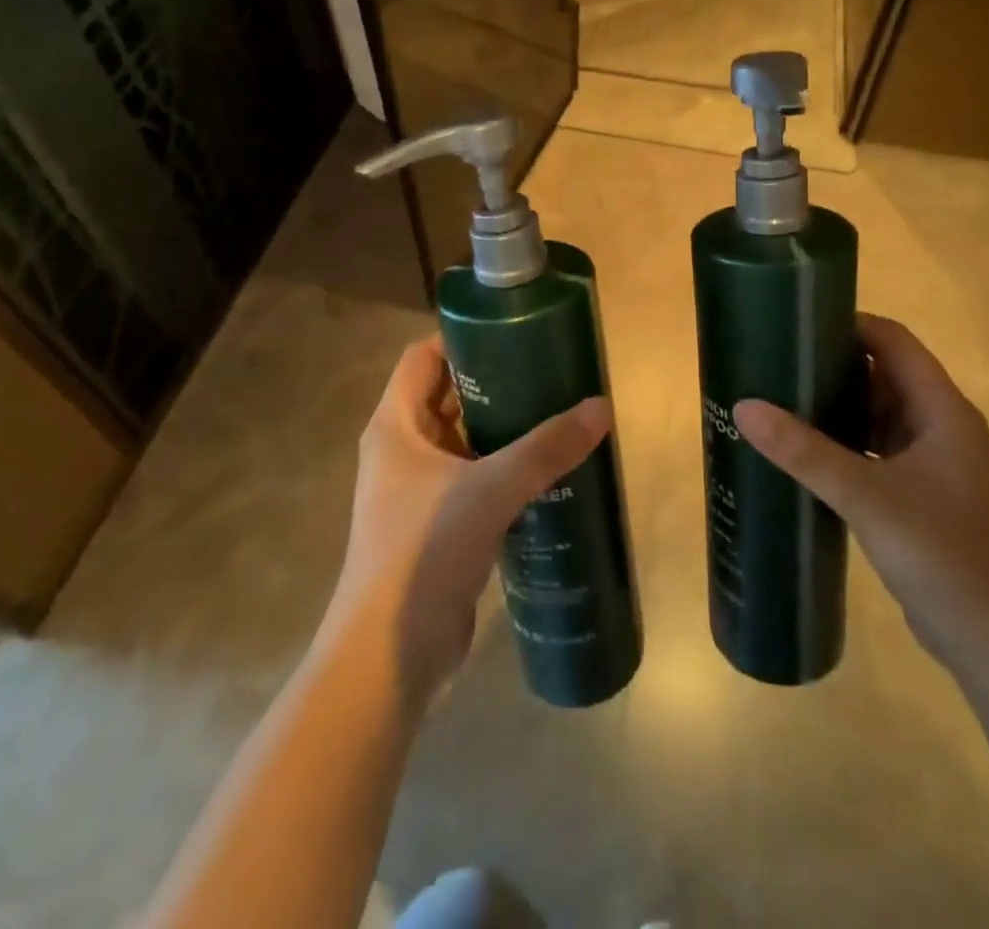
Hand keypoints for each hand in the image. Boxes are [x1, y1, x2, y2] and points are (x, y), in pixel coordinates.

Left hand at [332, 338, 610, 710]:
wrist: (388, 655)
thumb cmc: (423, 552)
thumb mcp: (489, 489)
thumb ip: (545, 448)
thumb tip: (601, 408)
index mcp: (396, 425)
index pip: (424, 357)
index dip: (463, 339)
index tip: (514, 332)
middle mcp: (402, 450)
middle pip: (449, 396)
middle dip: (496, 383)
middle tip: (550, 372)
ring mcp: (418, 490)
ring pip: (466, 440)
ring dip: (505, 429)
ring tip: (558, 414)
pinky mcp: (439, 525)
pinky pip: (475, 480)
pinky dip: (506, 470)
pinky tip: (548, 471)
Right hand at [734, 313, 988, 666]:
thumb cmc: (940, 552)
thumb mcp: (864, 495)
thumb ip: (803, 450)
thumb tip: (744, 406)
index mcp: (942, 410)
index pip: (894, 342)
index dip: (848, 324)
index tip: (796, 323)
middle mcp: (941, 426)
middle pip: (884, 374)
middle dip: (833, 365)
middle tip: (776, 362)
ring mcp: (934, 463)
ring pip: (879, 414)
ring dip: (837, 406)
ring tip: (780, 399)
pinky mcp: (921, 494)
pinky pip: (876, 449)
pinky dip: (844, 443)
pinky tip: (805, 452)